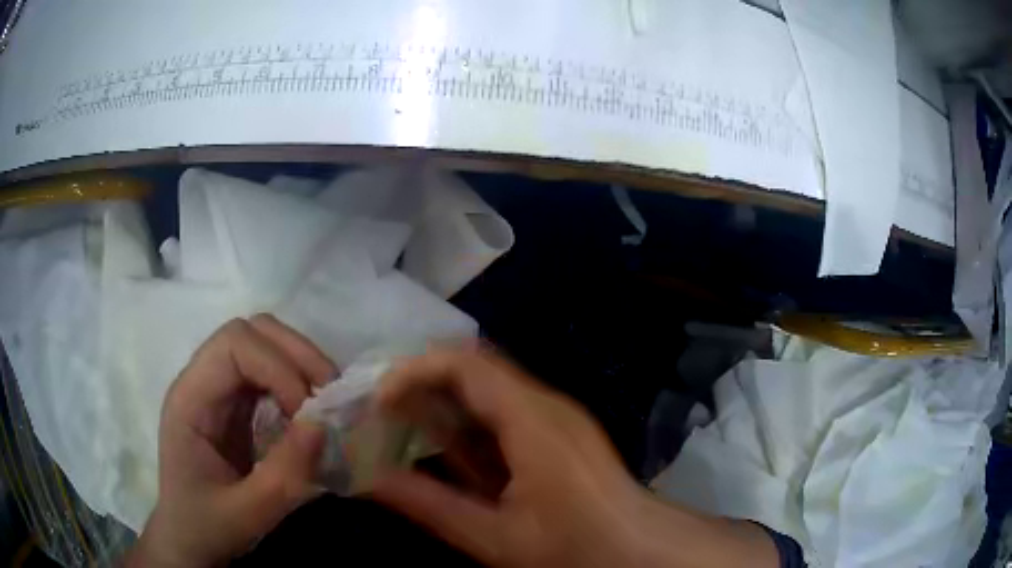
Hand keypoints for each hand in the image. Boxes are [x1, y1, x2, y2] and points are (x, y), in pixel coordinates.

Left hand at [128, 315, 335, 567]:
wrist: (189, 539)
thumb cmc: (206, 527)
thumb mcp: (246, 514)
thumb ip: (283, 475)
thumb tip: (322, 424)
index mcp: (189, 399)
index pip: (233, 344)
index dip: (277, 367)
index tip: (306, 413)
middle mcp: (201, 381)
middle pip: (251, 331)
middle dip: (296, 355)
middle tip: (329, 397)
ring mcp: (219, 390)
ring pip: (264, 343)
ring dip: (301, 364)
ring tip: (325, 403)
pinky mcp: (235, 404)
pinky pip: (271, 372)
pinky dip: (298, 382)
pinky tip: (310, 413)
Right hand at [372, 348, 778, 567]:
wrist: (641, 549)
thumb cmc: (575, 547)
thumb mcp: (496, 538)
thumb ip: (430, 506)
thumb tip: (371, 479)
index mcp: (532, 420)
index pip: (464, 364)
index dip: (412, 371)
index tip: (378, 401)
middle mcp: (546, 404)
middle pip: (474, 369)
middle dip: (421, 384)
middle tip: (380, 413)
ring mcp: (556, 416)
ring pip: (488, 390)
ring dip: (443, 404)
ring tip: (401, 428)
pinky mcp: (560, 432)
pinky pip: (505, 411)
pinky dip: (468, 423)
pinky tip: (446, 450)